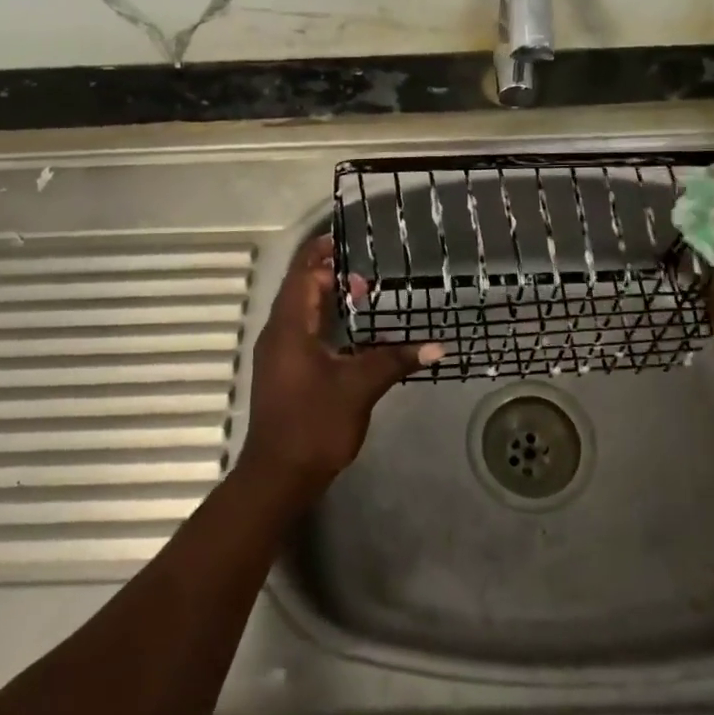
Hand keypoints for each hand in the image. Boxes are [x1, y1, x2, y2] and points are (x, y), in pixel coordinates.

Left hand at [233, 236, 441, 504]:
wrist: (278, 477)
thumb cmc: (314, 423)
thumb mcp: (359, 387)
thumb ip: (394, 360)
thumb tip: (435, 346)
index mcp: (289, 327)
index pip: (302, 274)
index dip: (320, 252)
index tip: (344, 238)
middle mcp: (278, 334)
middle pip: (300, 290)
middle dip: (330, 276)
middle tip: (368, 276)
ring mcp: (278, 355)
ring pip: (301, 312)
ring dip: (327, 299)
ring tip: (363, 295)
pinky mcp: (284, 373)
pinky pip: (302, 332)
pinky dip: (325, 322)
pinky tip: (351, 334)